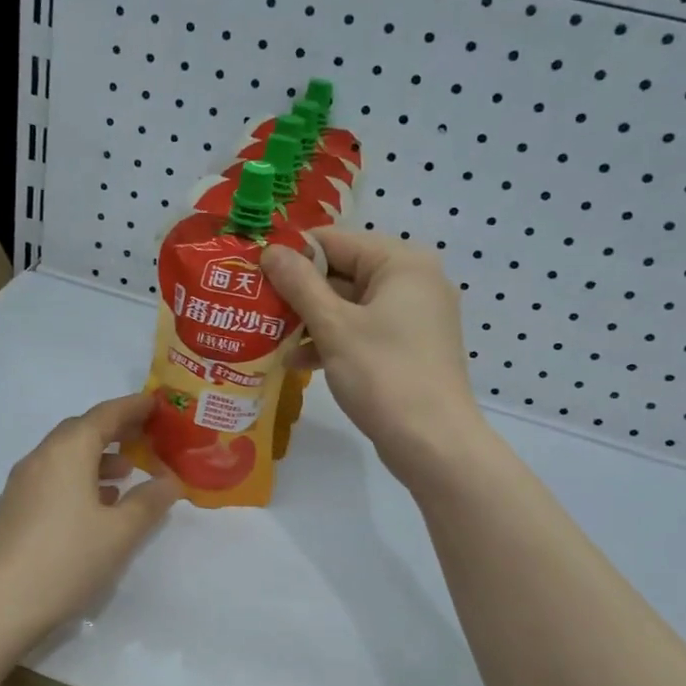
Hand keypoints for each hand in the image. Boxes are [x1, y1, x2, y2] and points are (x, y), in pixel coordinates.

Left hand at [0, 394, 180, 640]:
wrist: (0, 605)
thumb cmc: (67, 559)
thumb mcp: (121, 532)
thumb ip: (149, 501)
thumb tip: (170, 481)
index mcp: (67, 452)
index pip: (104, 415)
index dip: (133, 407)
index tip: (157, 404)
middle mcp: (41, 457)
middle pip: (82, 431)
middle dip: (115, 430)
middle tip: (147, 436)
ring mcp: (23, 483)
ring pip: (66, 455)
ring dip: (98, 456)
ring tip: (128, 472)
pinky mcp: (15, 508)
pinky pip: (54, 477)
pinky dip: (80, 477)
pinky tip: (97, 503)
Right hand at [262, 229, 485, 481]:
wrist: (432, 443)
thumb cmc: (384, 375)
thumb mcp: (334, 326)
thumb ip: (299, 284)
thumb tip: (270, 251)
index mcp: (401, 263)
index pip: (334, 241)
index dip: (291, 254)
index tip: (252, 271)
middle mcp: (412, 281)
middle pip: (342, 272)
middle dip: (297, 291)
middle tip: (253, 304)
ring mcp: (412, 316)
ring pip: (348, 304)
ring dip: (309, 319)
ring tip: (266, 334)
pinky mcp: (406, 347)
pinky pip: (361, 330)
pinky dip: (331, 340)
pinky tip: (296, 360)